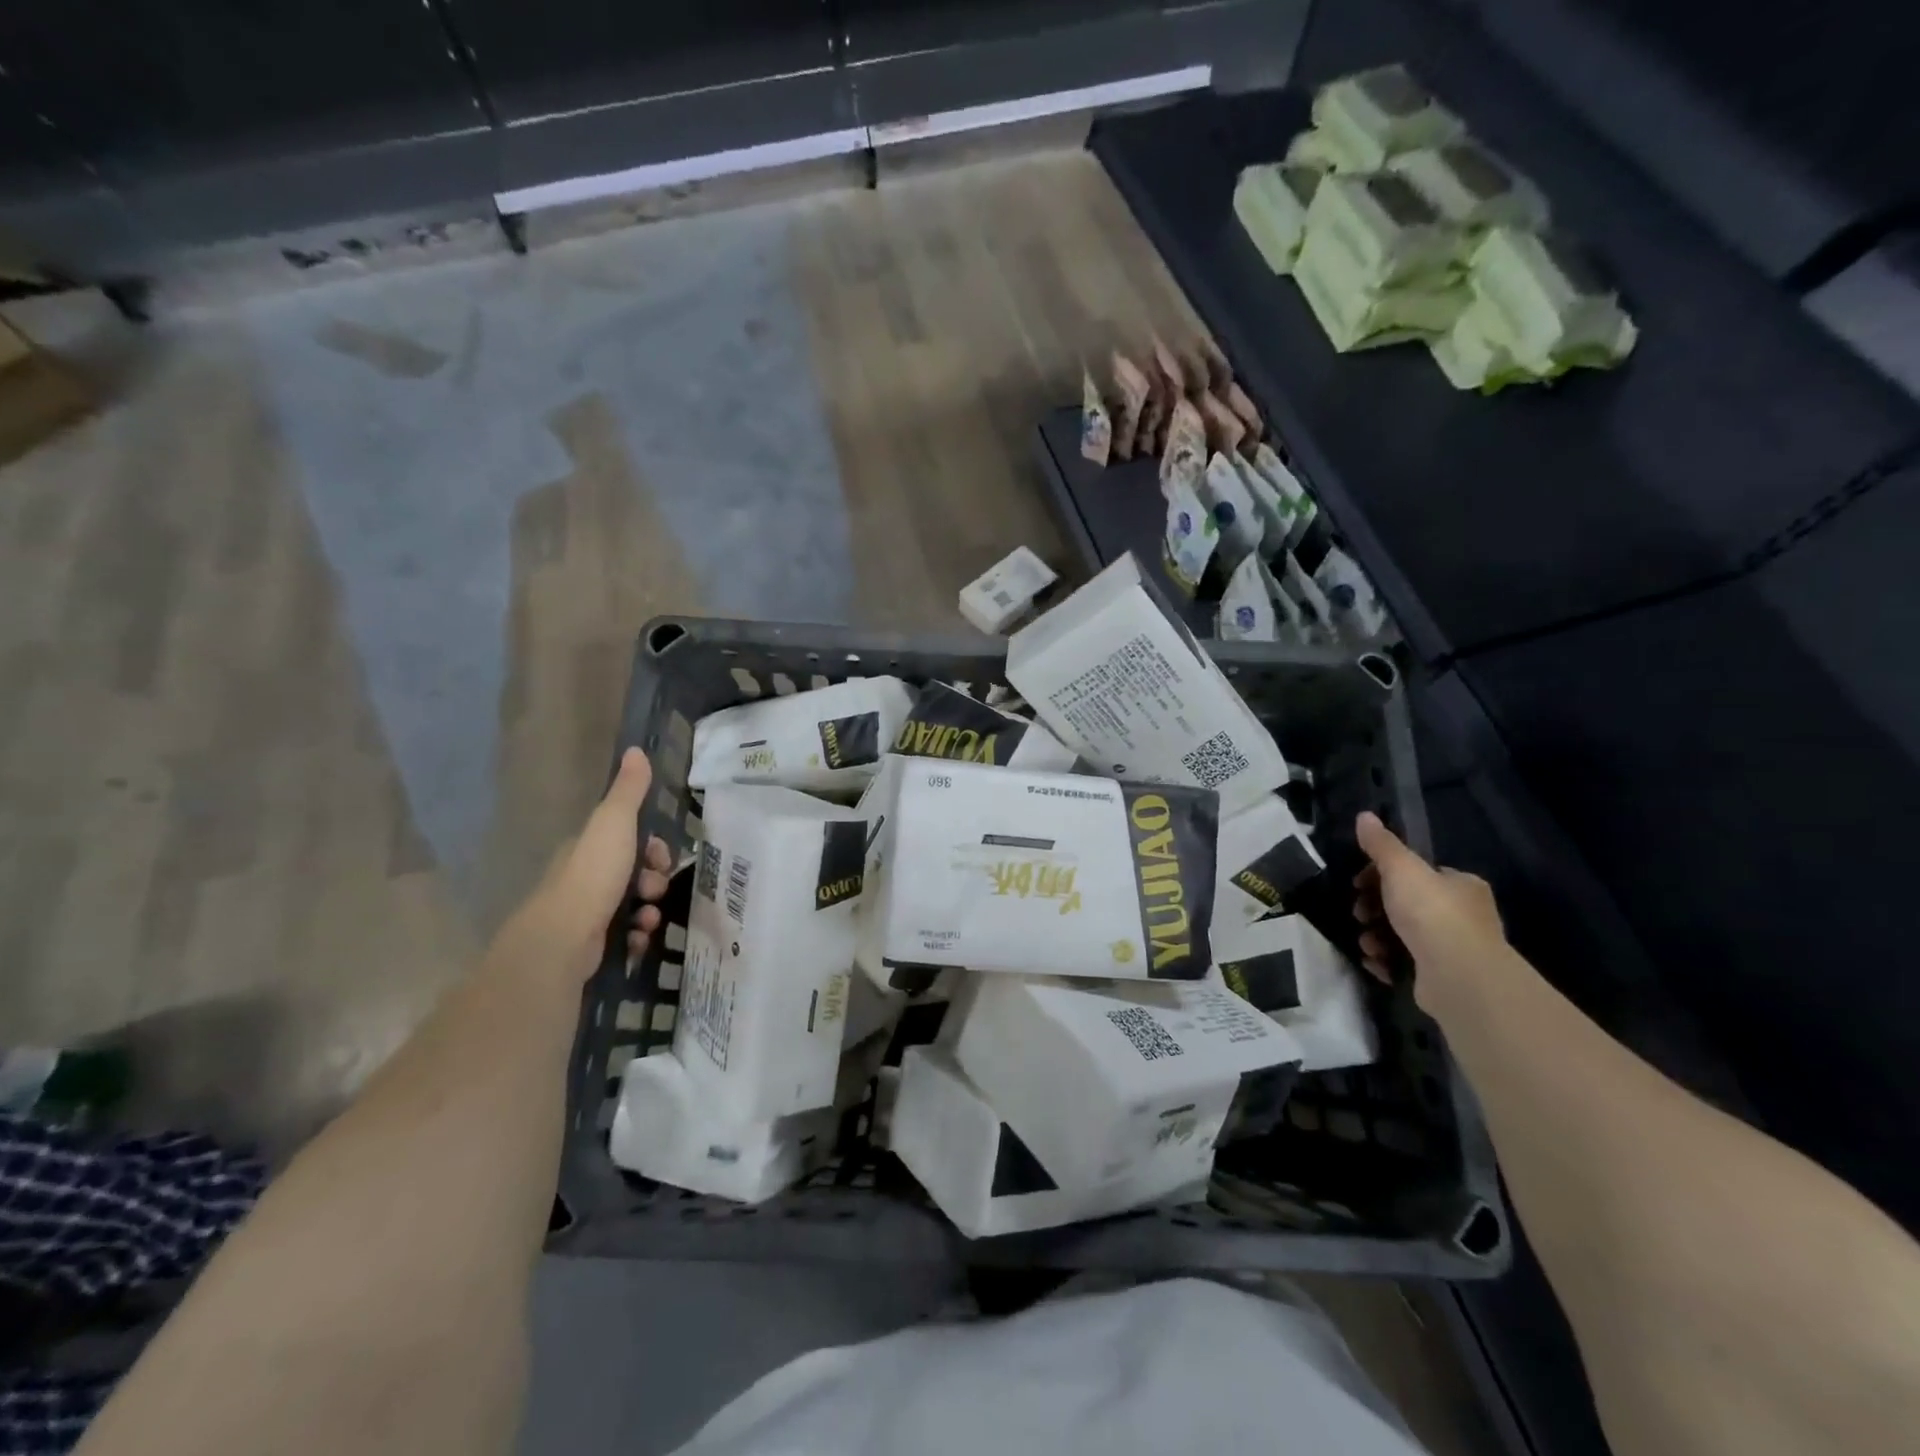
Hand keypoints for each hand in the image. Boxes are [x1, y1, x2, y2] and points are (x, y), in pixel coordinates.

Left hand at [497, 748, 674, 982]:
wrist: (562, 940)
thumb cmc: (592, 876)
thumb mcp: (614, 823)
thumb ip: (629, 790)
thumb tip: (636, 749)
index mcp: (589, 847)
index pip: (629, 839)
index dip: (653, 847)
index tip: (661, 857)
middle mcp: (586, 876)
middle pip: (635, 873)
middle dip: (654, 881)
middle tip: (653, 889)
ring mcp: (586, 912)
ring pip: (633, 905)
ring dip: (649, 910)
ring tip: (647, 919)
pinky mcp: (591, 943)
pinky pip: (625, 935)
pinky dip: (636, 936)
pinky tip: (636, 938)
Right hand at [1352, 811, 1507, 1016]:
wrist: (1458, 976)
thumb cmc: (1431, 913)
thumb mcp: (1401, 869)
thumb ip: (1381, 844)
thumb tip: (1364, 816)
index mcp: (1460, 885)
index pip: (1417, 873)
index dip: (1382, 875)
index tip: (1358, 883)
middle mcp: (1463, 915)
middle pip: (1405, 904)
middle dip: (1374, 909)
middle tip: (1359, 914)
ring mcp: (1453, 949)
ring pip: (1401, 935)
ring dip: (1375, 936)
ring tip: (1367, 943)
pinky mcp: (1441, 977)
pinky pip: (1404, 963)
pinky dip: (1386, 961)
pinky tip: (1376, 962)